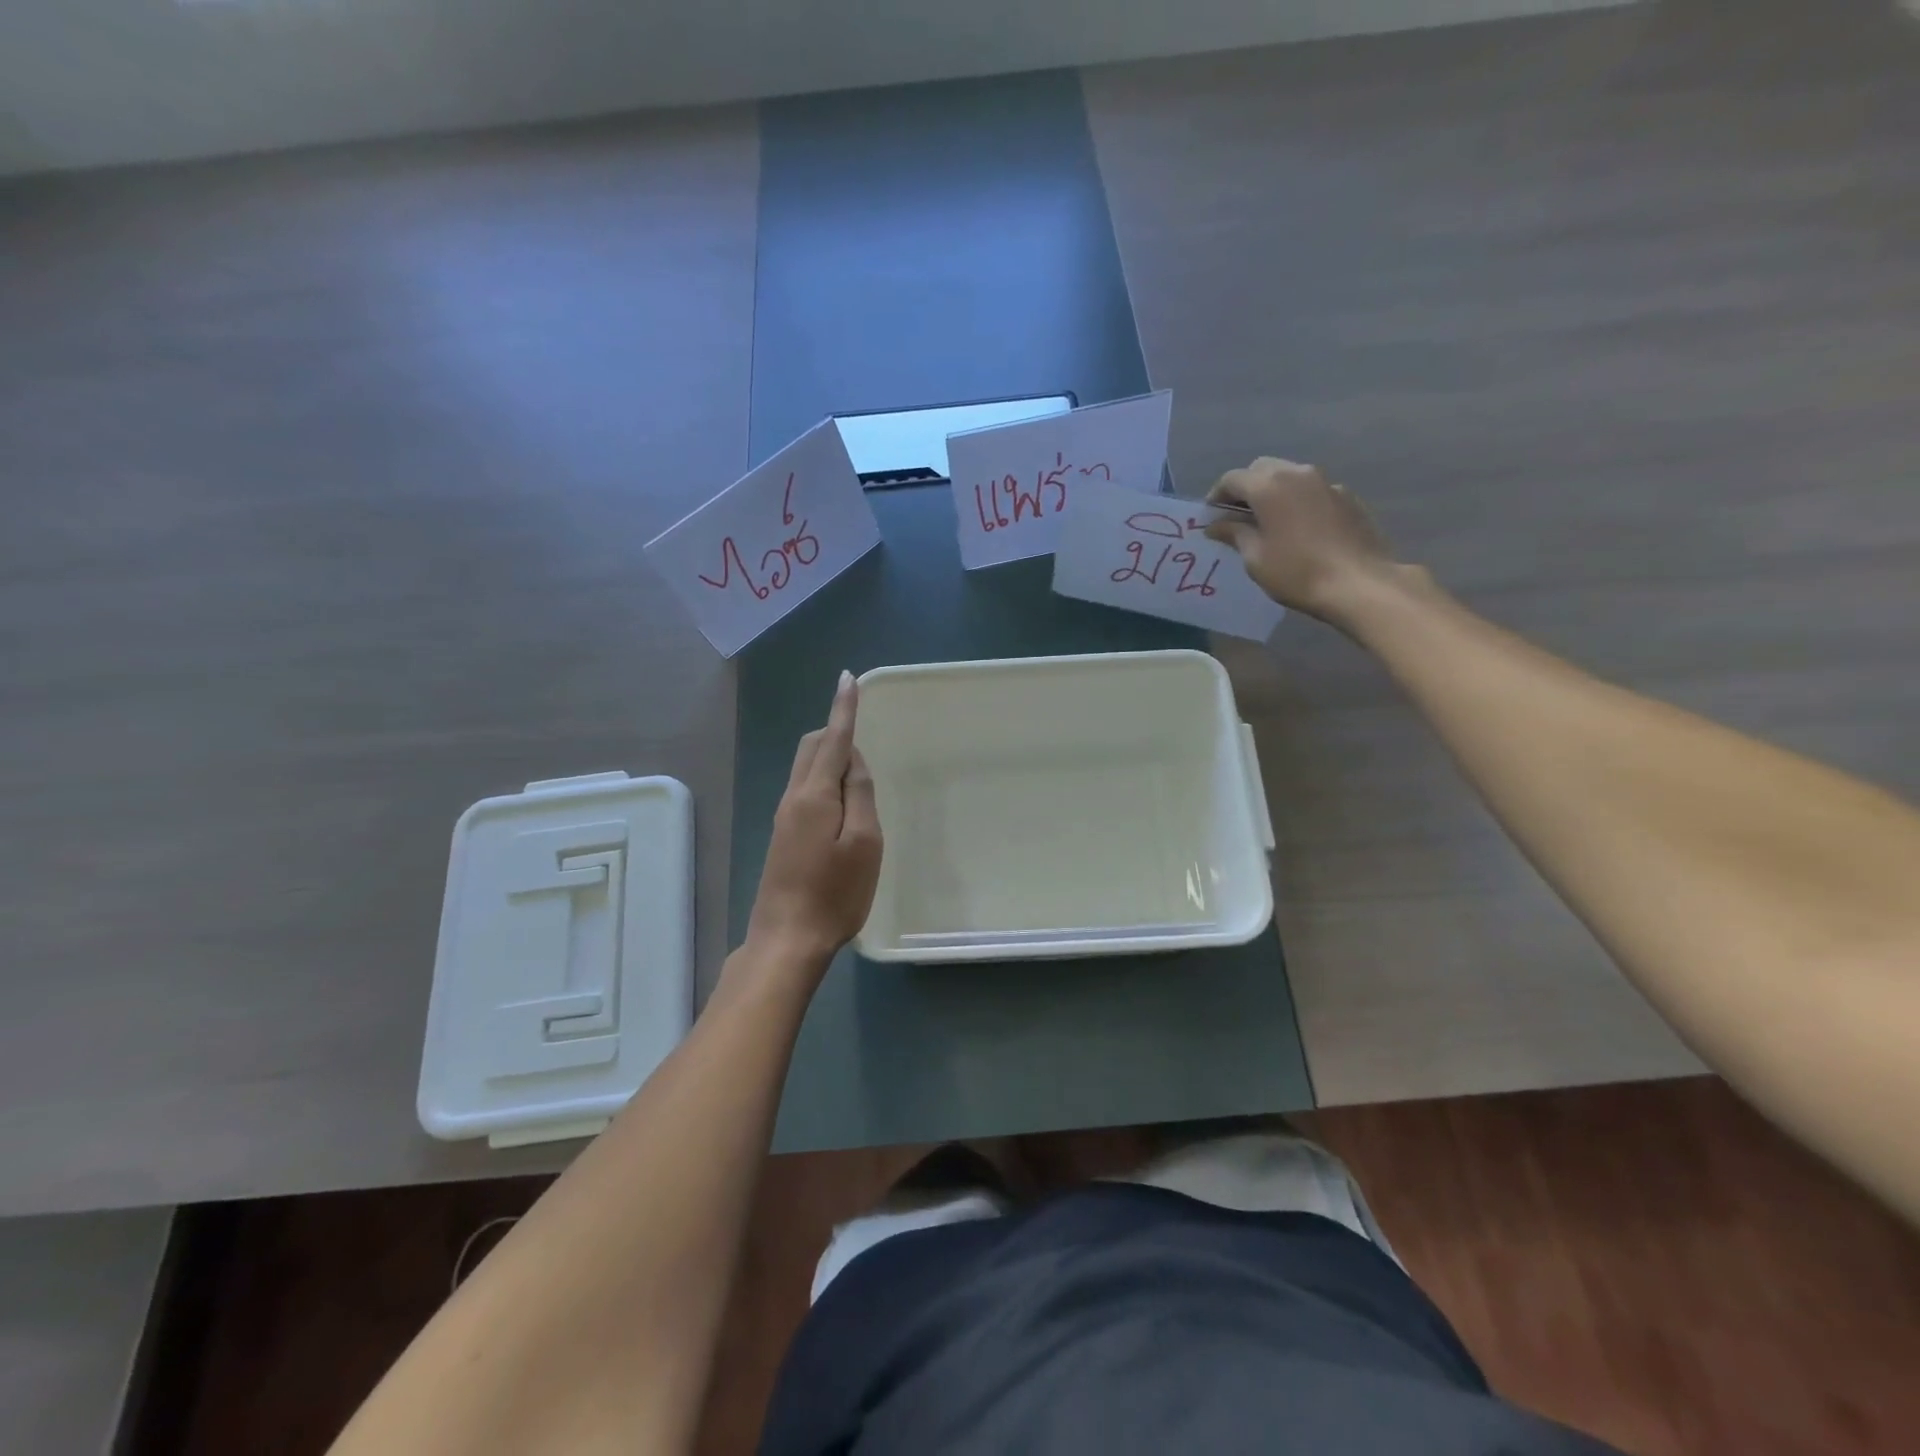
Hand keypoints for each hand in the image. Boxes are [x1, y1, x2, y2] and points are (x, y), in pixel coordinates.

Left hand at [745, 671, 883, 970]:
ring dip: (829, 756)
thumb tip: (851, 759)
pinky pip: (804, 789)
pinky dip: (823, 779)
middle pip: (811, 747)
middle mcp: (793, 797)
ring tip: (858, 771)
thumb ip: (859, 795)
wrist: (787, 940)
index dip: (843, 708)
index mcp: (814, 795)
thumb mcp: (863, 843)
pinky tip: (840, 802)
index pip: (832, 739)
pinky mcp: (783, 836)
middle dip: (835, 730)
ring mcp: (784, 817)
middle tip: (864, 735)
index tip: (848, 678)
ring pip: (805, 768)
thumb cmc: (835, 893)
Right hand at [1203, 458, 1404, 626]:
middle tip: (1236, 516)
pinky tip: (1298, 528)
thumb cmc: (1297, 572)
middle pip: (1262, 469)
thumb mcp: (1255, 558)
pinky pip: (1312, 490)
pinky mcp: (1346, 496)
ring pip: (1289, 475)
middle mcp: (1297, 473)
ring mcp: (1326, 482)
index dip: (1216, 496)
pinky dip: (1297, 500)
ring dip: (1272, 491)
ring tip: (1267, 521)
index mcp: (1269, 487)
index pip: (1232, 479)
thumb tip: (1216, 525)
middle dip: (1245, 488)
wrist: (1359, 583)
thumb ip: (1234, 534)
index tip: (1210, 517)